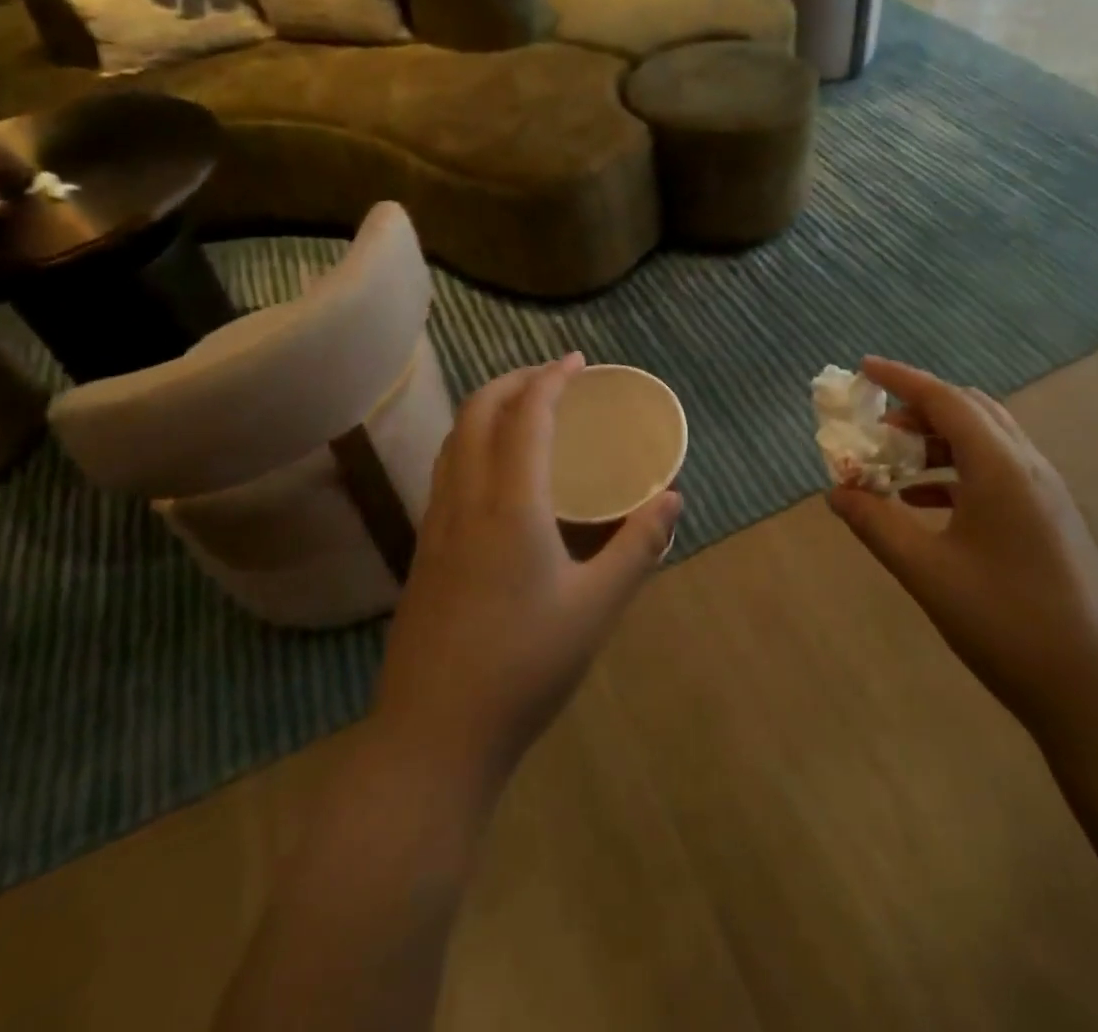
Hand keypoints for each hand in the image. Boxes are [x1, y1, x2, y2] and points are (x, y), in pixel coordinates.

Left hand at [374, 353, 681, 779]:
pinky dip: (472, 443)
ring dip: (488, 410)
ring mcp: (436, 526)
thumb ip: (637, 547)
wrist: (435, 737)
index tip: (577, 361)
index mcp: (509, 505)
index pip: (526, 415)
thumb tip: (673, 499)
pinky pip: (446, 471)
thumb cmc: (525, 668)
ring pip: (454, 440)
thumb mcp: (596, 607)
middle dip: (514, 381)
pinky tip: (496, 474)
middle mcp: (465, 500)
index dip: (551, 379)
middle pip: (478, 413)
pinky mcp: (424, 551)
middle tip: (553, 377)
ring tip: (525, 412)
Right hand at [827, 357, 1097, 742]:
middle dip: (918, 409)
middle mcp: (1029, 467)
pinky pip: (997, 471)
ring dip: (937, 440)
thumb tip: (836, 492)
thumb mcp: (926, 571)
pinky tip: (925, 503)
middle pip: (969, 411)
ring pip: (986, 441)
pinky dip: (957, 471)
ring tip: (894, 465)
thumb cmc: (1004, 623)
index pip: (945, 400)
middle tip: (876, 427)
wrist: (1094, 692)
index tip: (864, 368)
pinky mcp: (1050, 519)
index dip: (902, 379)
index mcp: (1001, 468)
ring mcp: (1046, 494)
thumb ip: (876, 523)